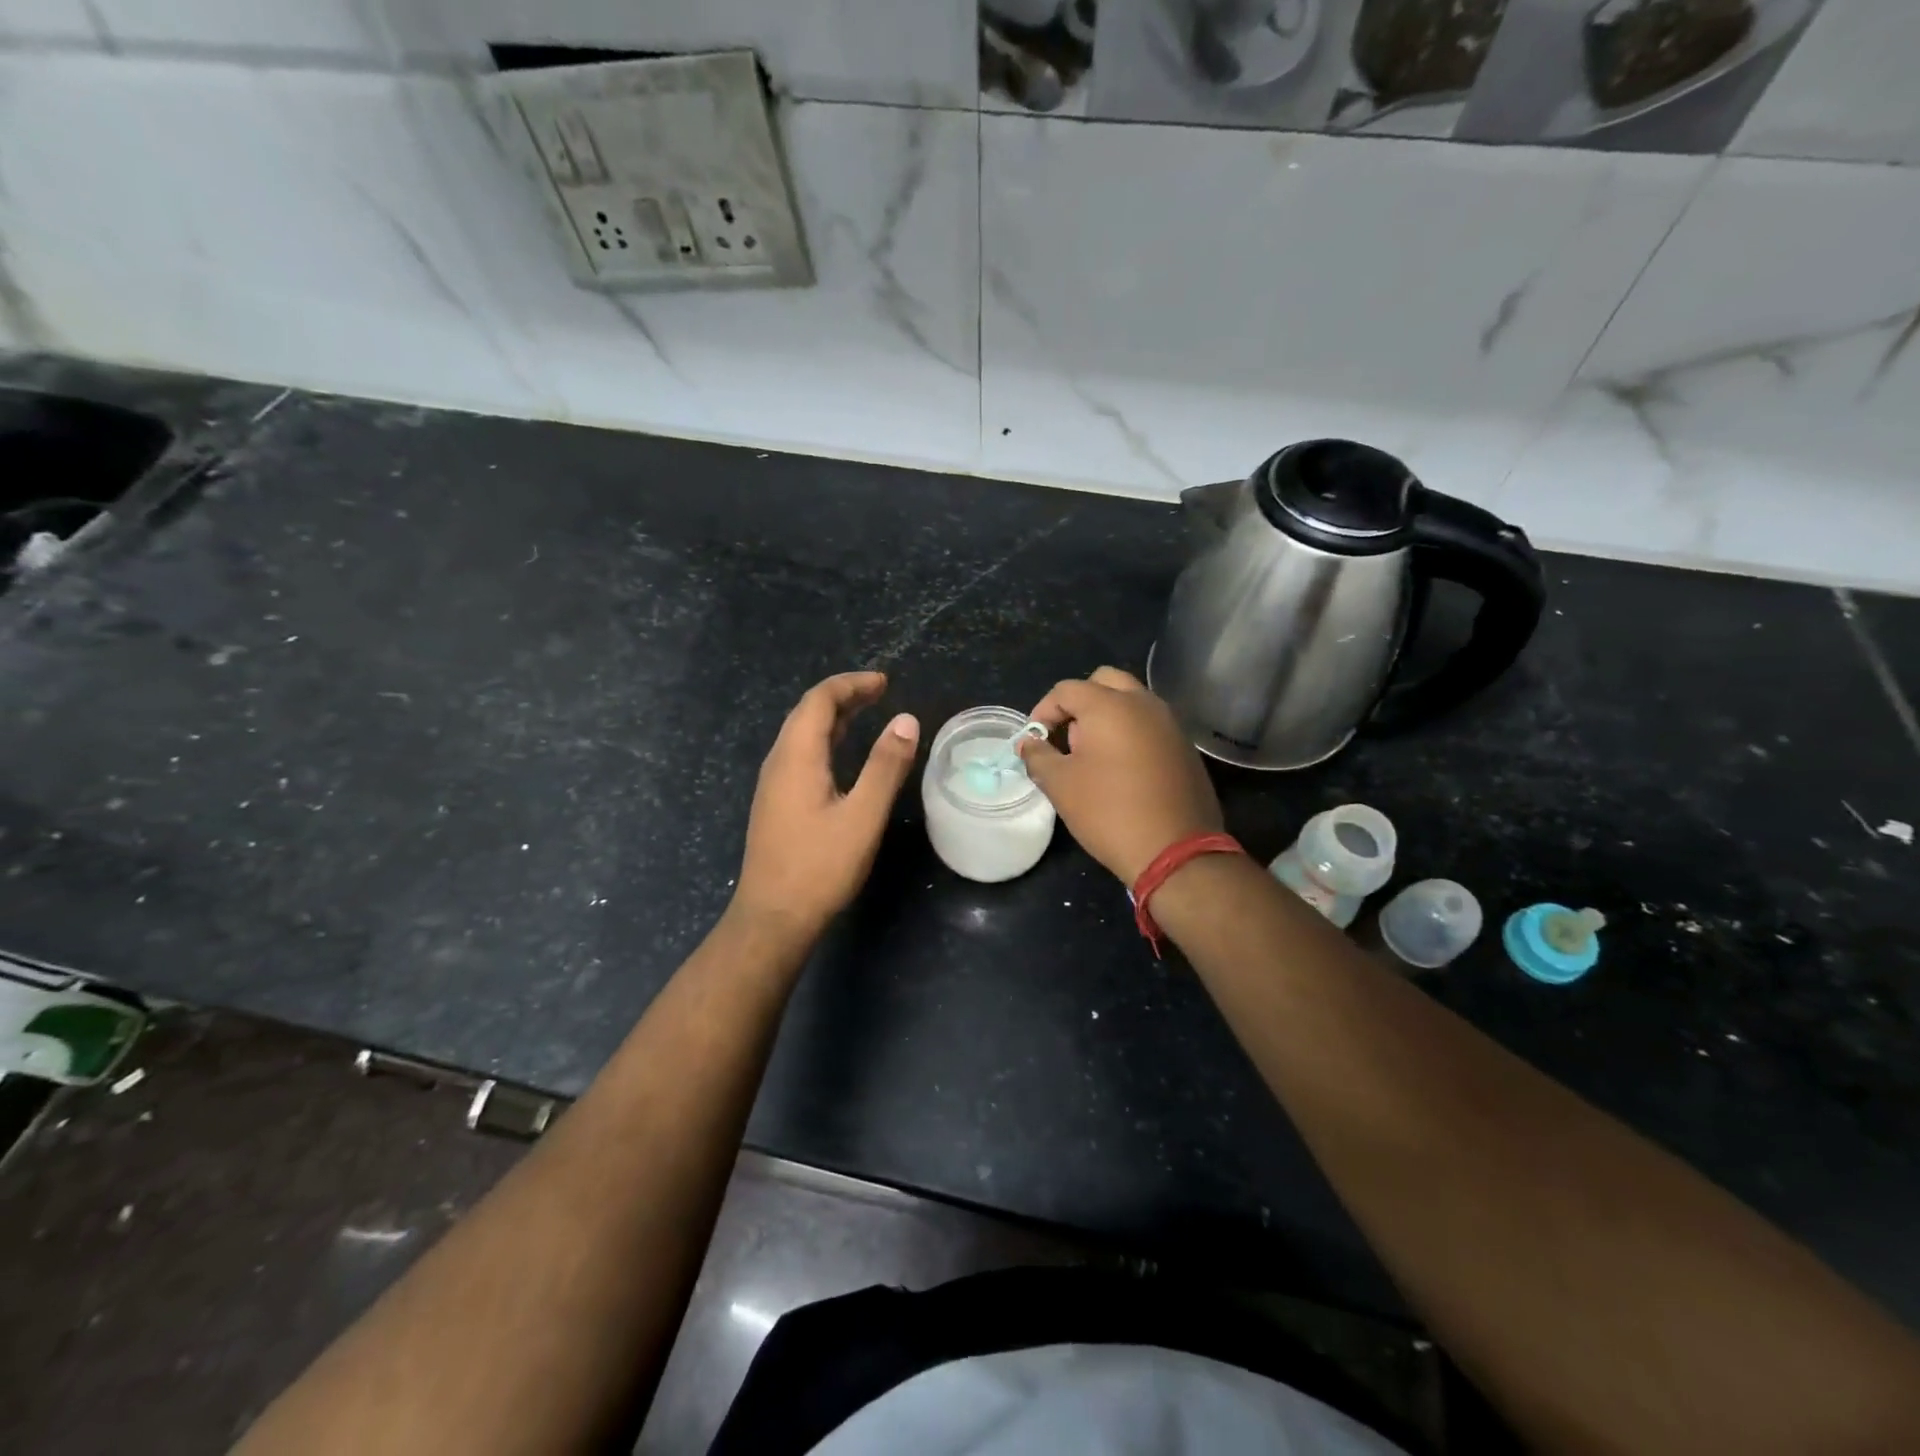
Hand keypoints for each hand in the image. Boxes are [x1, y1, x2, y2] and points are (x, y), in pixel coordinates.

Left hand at [733, 671, 919, 939]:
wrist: (773, 918)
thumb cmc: (820, 866)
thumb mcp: (863, 815)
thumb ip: (885, 766)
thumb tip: (906, 720)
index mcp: (797, 756)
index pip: (819, 700)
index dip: (851, 684)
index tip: (884, 682)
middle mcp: (779, 762)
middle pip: (807, 713)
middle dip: (843, 696)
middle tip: (880, 692)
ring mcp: (773, 784)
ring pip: (801, 734)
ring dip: (833, 718)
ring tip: (867, 714)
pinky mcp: (775, 803)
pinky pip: (799, 755)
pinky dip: (825, 740)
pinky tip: (842, 757)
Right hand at [1019, 666, 1221, 884]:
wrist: (1176, 850)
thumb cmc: (1109, 812)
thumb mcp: (1060, 785)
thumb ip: (1038, 756)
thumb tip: (1029, 743)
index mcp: (1109, 705)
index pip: (1066, 690)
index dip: (1043, 711)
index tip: (1035, 742)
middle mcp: (1144, 703)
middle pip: (1104, 682)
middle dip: (1079, 704)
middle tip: (1067, 738)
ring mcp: (1170, 723)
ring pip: (1131, 701)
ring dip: (1107, 717)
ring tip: (1092, 756)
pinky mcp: (1185, 747)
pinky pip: (1150, 725)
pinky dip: (1130, 733)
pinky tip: (1122, 770)